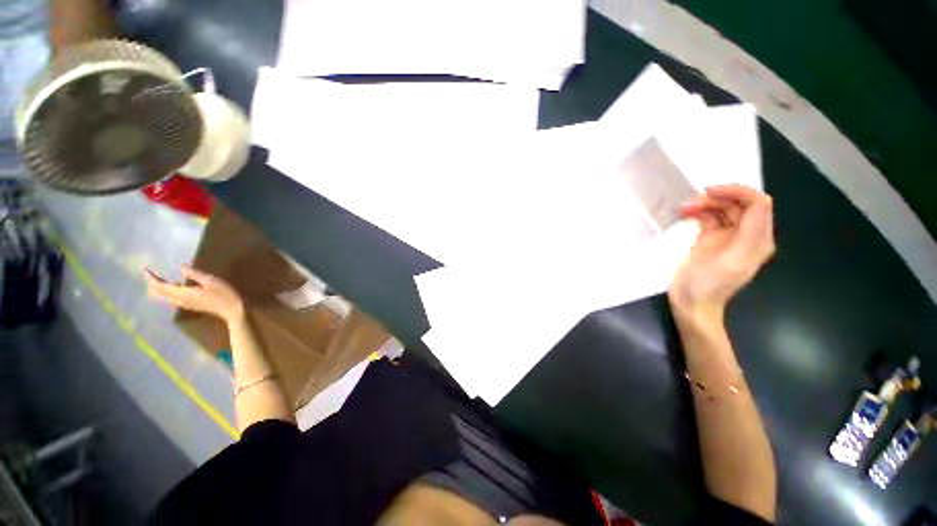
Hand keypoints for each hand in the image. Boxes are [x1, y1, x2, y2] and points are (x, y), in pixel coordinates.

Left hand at [145, 266, 244, 323]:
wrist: (232, 310)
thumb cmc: (224, 294)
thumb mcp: (211, 281)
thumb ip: (193, 274)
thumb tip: (180, 267)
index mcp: (182, 293)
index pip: (160, 286)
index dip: (151, 278)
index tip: (145, 270)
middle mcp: (179, 300)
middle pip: (158, 294)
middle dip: (151, 284)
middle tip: (150, 274)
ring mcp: (184, 304)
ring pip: (164, 297)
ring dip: (159, 288)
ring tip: (159, 278)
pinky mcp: (190, 305)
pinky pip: (171, 298)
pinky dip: (167, 292)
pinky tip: (173, 286)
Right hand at [669, 185, 774, 318]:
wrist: (691, 303)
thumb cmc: (710, 284)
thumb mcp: (733, 258)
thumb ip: (750, 230)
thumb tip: (759, 200)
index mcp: (758, 238)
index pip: (757, 203)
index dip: (736, 191)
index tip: (709, 192)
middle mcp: (746, 234)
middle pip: (737, 203)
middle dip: (715, 198)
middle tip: (688, 204)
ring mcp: (726, 237)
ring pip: (721, 209)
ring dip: (703, 204)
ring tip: (682, 209)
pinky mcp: (709, 239)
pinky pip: (708, 218)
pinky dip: (697, 213)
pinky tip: (683, 214)